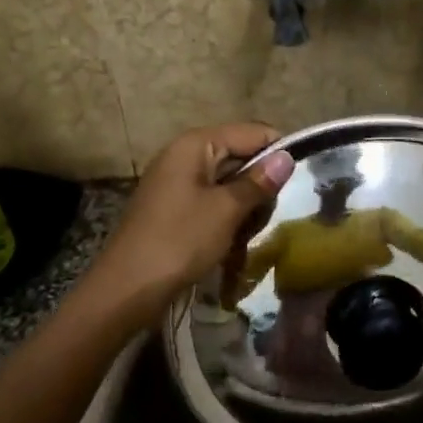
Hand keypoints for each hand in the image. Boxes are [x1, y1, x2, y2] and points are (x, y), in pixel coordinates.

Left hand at [88, 123, 295, 305]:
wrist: (126, 289)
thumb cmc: (179, 241)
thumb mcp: (226, 210)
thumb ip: (258, 182)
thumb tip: (287, 157)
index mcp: (196, 144)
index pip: (252, 133)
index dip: (277, 154)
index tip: (296, 184)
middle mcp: (184, 154)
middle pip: (240, 156)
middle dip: (259, 185)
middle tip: (265, 217)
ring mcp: (176, 182)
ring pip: (228, 182)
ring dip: (244, 206)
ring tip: (246, 235)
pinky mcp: (173, 207)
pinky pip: (211, 201)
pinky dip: (226, 218)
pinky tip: (231, 242)